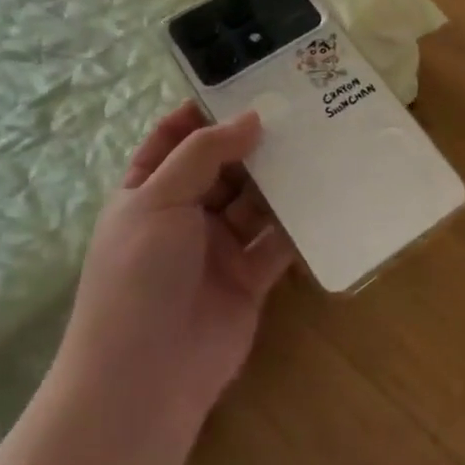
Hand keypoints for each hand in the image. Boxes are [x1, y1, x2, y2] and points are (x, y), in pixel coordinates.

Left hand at [60, 103, 296, 428]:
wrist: (144, 380)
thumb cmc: (138, 276)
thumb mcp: (158, 200)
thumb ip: (204, 154)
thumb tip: (251, 117)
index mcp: (148, 192)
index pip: (174, 139)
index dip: (204, 112)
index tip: (245, 85)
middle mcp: (183, 215)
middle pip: (223, 167)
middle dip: (253, 142)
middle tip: (298, 110)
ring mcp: (218, 247)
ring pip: (255, 201)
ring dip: (280, 179)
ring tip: (319, 143)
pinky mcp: (250, 278)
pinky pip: (277, 241)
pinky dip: (297, 222)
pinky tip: (326, 194)